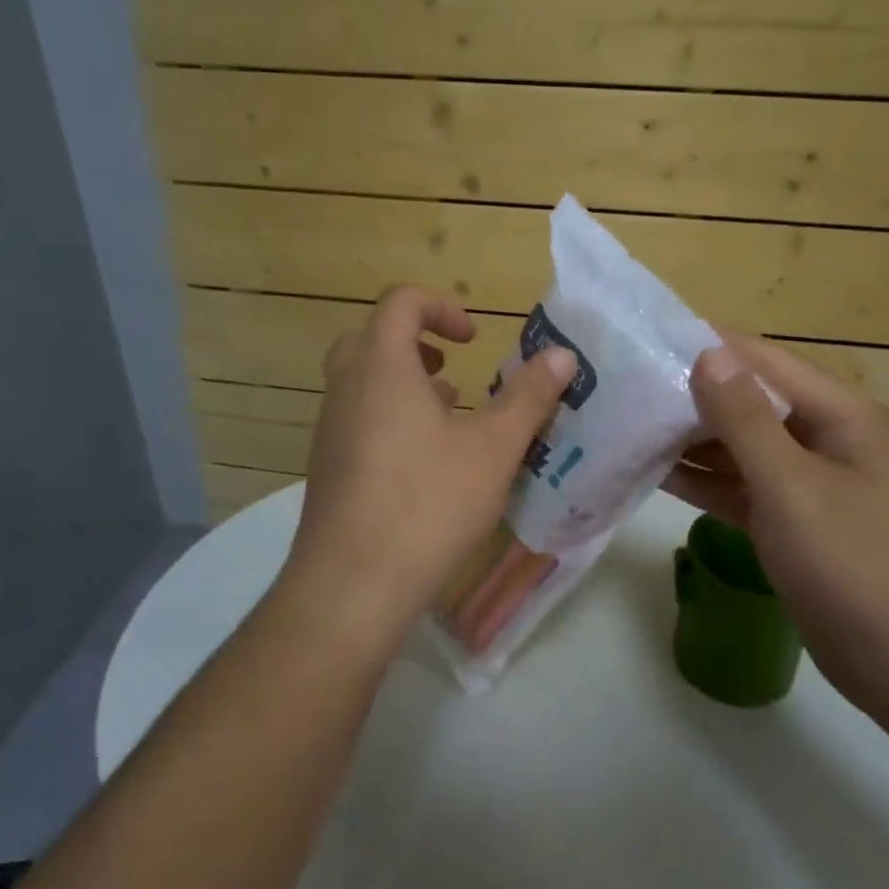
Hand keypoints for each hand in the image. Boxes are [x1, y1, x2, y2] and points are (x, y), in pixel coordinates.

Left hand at [280, 286, 575, 645]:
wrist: (351, 586)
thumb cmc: (428, 503)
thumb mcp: (493, 449)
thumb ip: (528, 397)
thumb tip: (562, 355)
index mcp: (381, 367)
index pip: (400, 302)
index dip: (440, 306)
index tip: (474, 337)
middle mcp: (345, 389)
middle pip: (371, 338)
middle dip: (416, 341)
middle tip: (453, 365)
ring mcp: (329, 431)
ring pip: (363, 383)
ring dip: (404, 383)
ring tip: (449, 413)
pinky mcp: (326, 469)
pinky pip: (357, 420)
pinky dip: (390, 418)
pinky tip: (426, 463)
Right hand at [663, 333, 888, 727]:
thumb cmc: (854, 563)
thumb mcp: (792, 485)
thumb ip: (745, 419)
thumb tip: (708, 353)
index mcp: (838, 414)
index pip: (762, 361)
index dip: (707, 345)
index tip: (646, 336)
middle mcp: (821, 437)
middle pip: (747, 401)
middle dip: (689, 393)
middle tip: (624, 385)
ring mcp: (804, 481)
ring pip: (738, 446)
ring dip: (689, 438)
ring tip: (627, 422)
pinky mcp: (788, 521)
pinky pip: (738, 486)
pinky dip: (702, 480)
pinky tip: (653, 471)